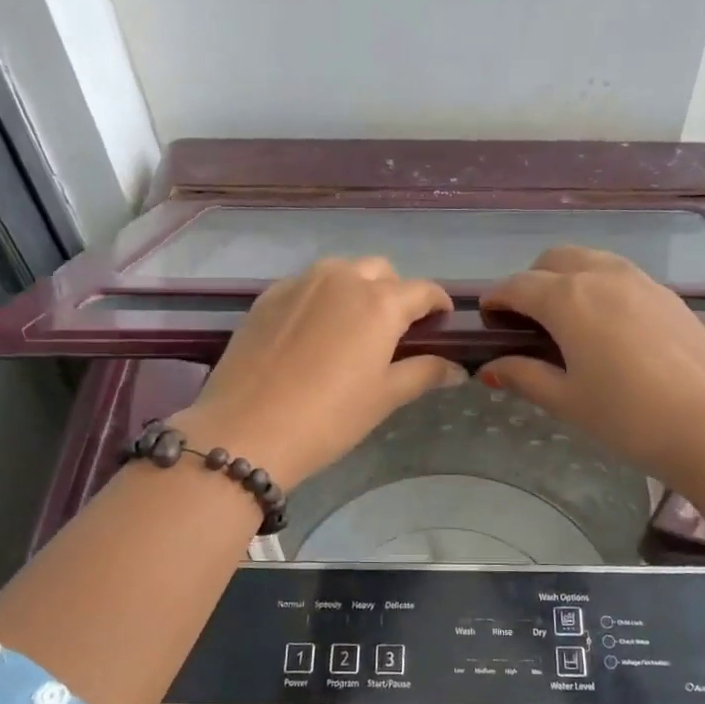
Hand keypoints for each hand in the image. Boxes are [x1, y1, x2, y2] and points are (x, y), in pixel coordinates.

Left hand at [172, 258, 464, 488]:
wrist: (246, 431)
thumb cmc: (328, 418)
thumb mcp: (384, 398)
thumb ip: (424, 374)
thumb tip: (457, 368)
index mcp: (379, 302)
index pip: (423, 290)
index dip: (438, 306)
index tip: (441, 324)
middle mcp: (341, 279)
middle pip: (381, 271)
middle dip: (395, 293)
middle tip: (394, 332)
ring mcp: (299, 283)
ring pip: (341, 271)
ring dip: (357, 289)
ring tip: (352, 328)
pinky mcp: (267, 296)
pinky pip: (306, 284)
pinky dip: (321, 298)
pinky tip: (313, 333)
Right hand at [477, 247, 704, 493]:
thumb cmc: (629, 418)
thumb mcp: (567, 401)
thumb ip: (524, 377)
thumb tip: (491, 367)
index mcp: (569, 299)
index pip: (518, 285)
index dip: (496, 298)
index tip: (486, 317)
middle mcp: (603, 276)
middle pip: (554, 260)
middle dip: (530, 282)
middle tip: (525, 322)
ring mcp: (642, 281)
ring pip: (591, 261)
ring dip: (566, 279)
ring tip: (565, 323)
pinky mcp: (669, 296)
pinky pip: (620, 276)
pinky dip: (599, 287)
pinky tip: (606, 329)